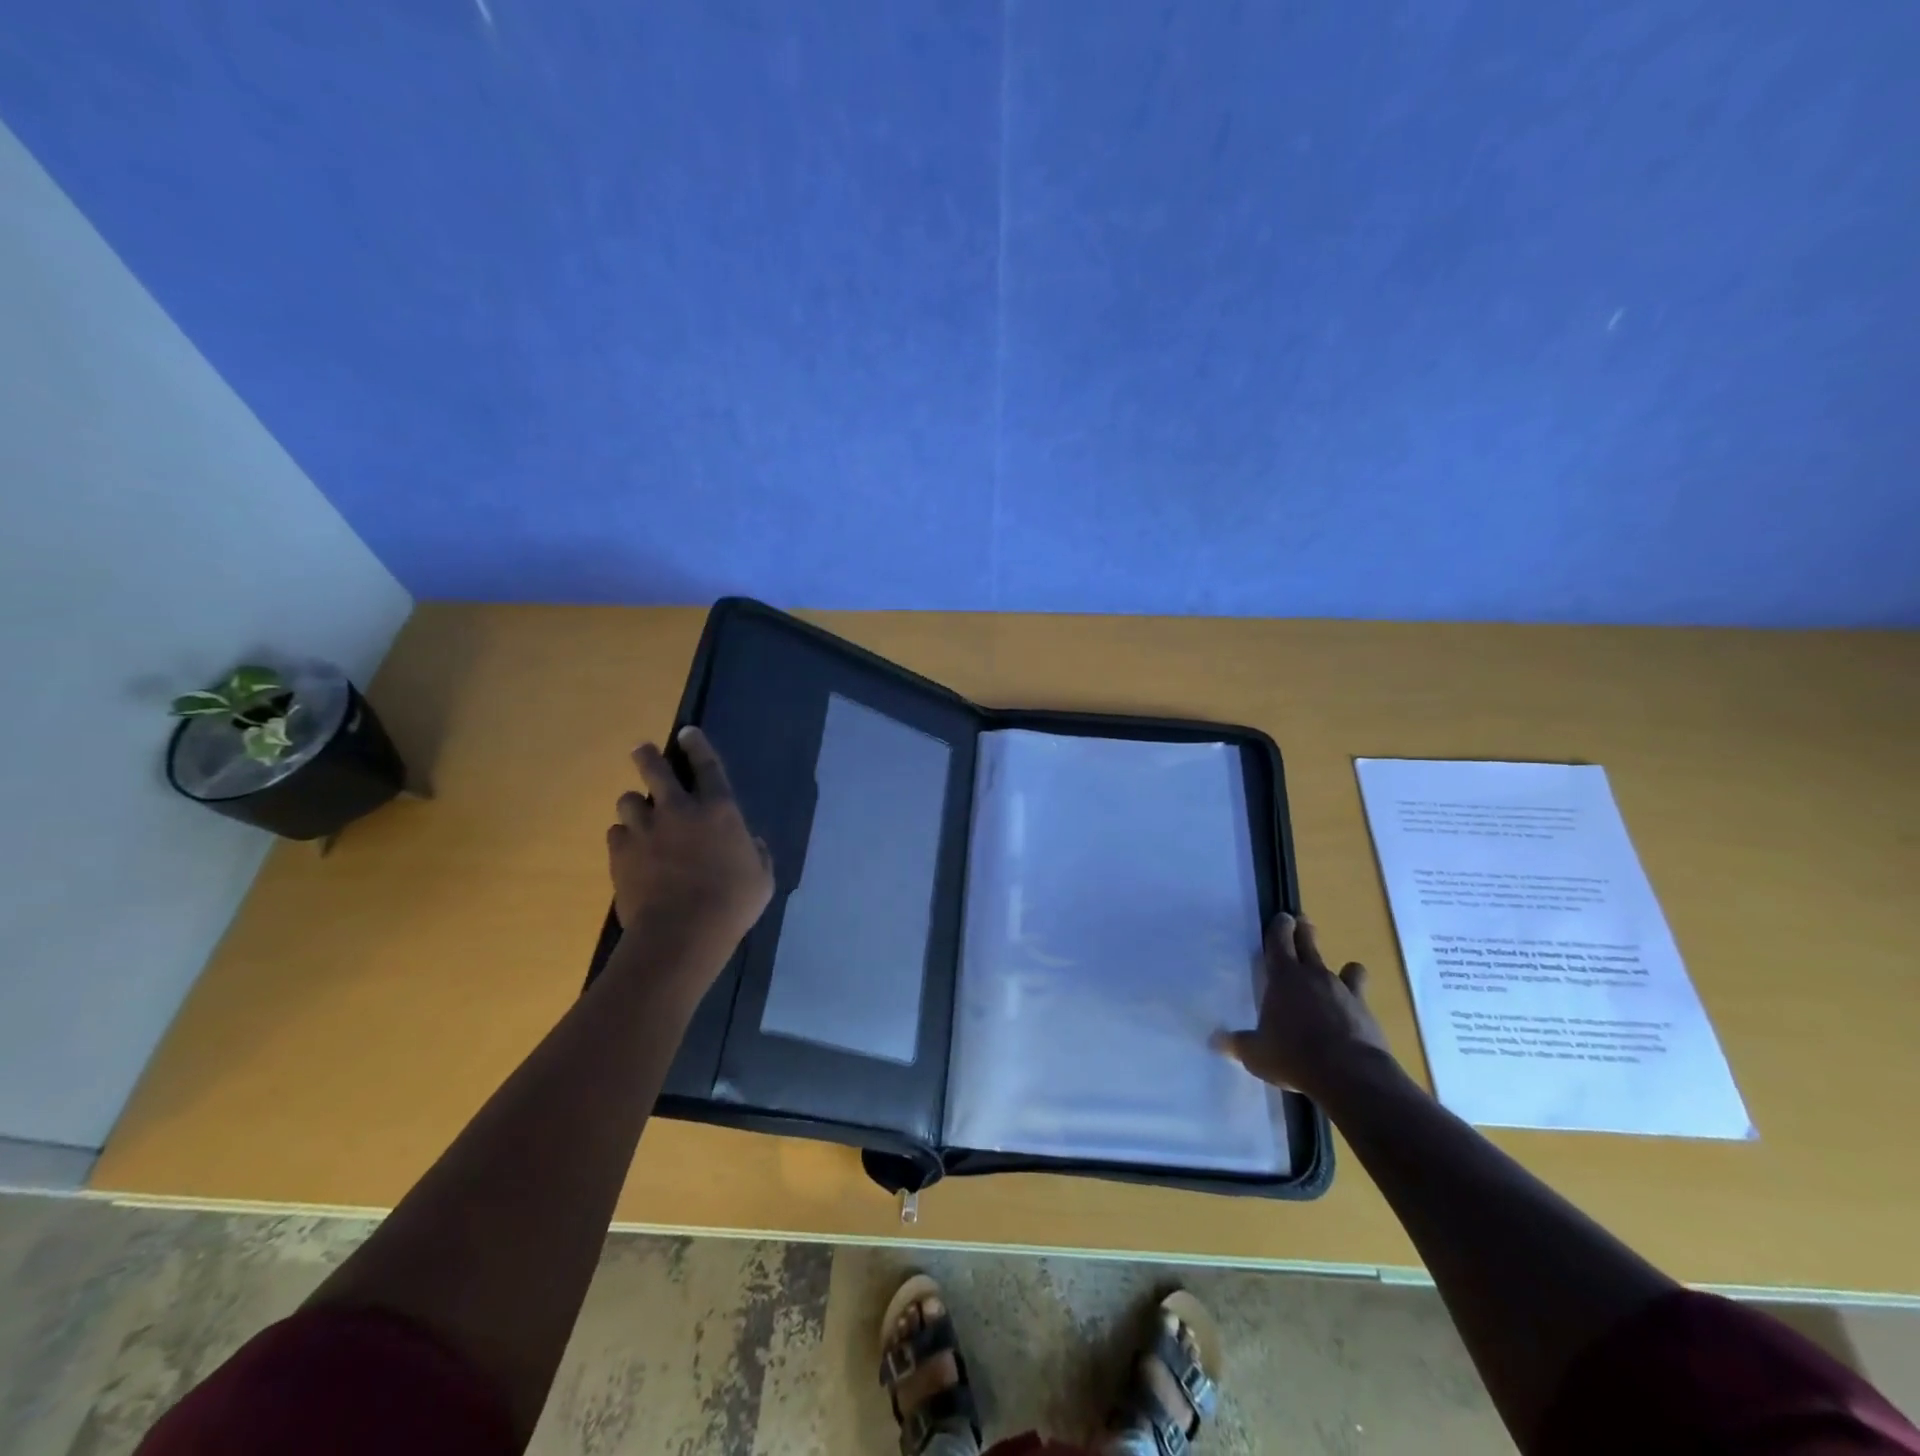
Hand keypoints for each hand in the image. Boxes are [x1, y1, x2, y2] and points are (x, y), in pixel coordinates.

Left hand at [606, 727, 773, 980]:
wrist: (682, 933)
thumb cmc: (732, 904)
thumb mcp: (762, 879)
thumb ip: (757, 855)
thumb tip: (751, 843)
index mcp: (719, 810)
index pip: (707, 765)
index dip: (697, 745)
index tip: (686, 733)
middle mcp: (679, 810)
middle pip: (655, 769)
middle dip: (647, 756)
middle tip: (642, 752)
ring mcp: (645, 829)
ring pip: (628, 800)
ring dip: (635, 805)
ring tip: (639, 816)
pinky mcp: (620, 853)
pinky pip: (616, 833)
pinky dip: (623, 838)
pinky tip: (630, 851)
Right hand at [1214, 913, 1393, 1101]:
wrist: (1350, 1074)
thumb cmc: (1293, 1056)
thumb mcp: (1256, 1054)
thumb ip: (1238, 1043)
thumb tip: (1215, 1041)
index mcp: (1283, 977)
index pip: (1279, 941)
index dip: (1279, 927)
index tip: (1283, 916)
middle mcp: (1313, 975)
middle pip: (1309, 943)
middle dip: (1304, 931)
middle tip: (1302, 921)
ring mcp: (1343, 991)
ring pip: (1344, 968)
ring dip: (1340, 967)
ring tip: (1343, 970)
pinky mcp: (1366, 1011)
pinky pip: (1362, 995)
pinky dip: (1358, 997)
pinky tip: (1355, 1009)